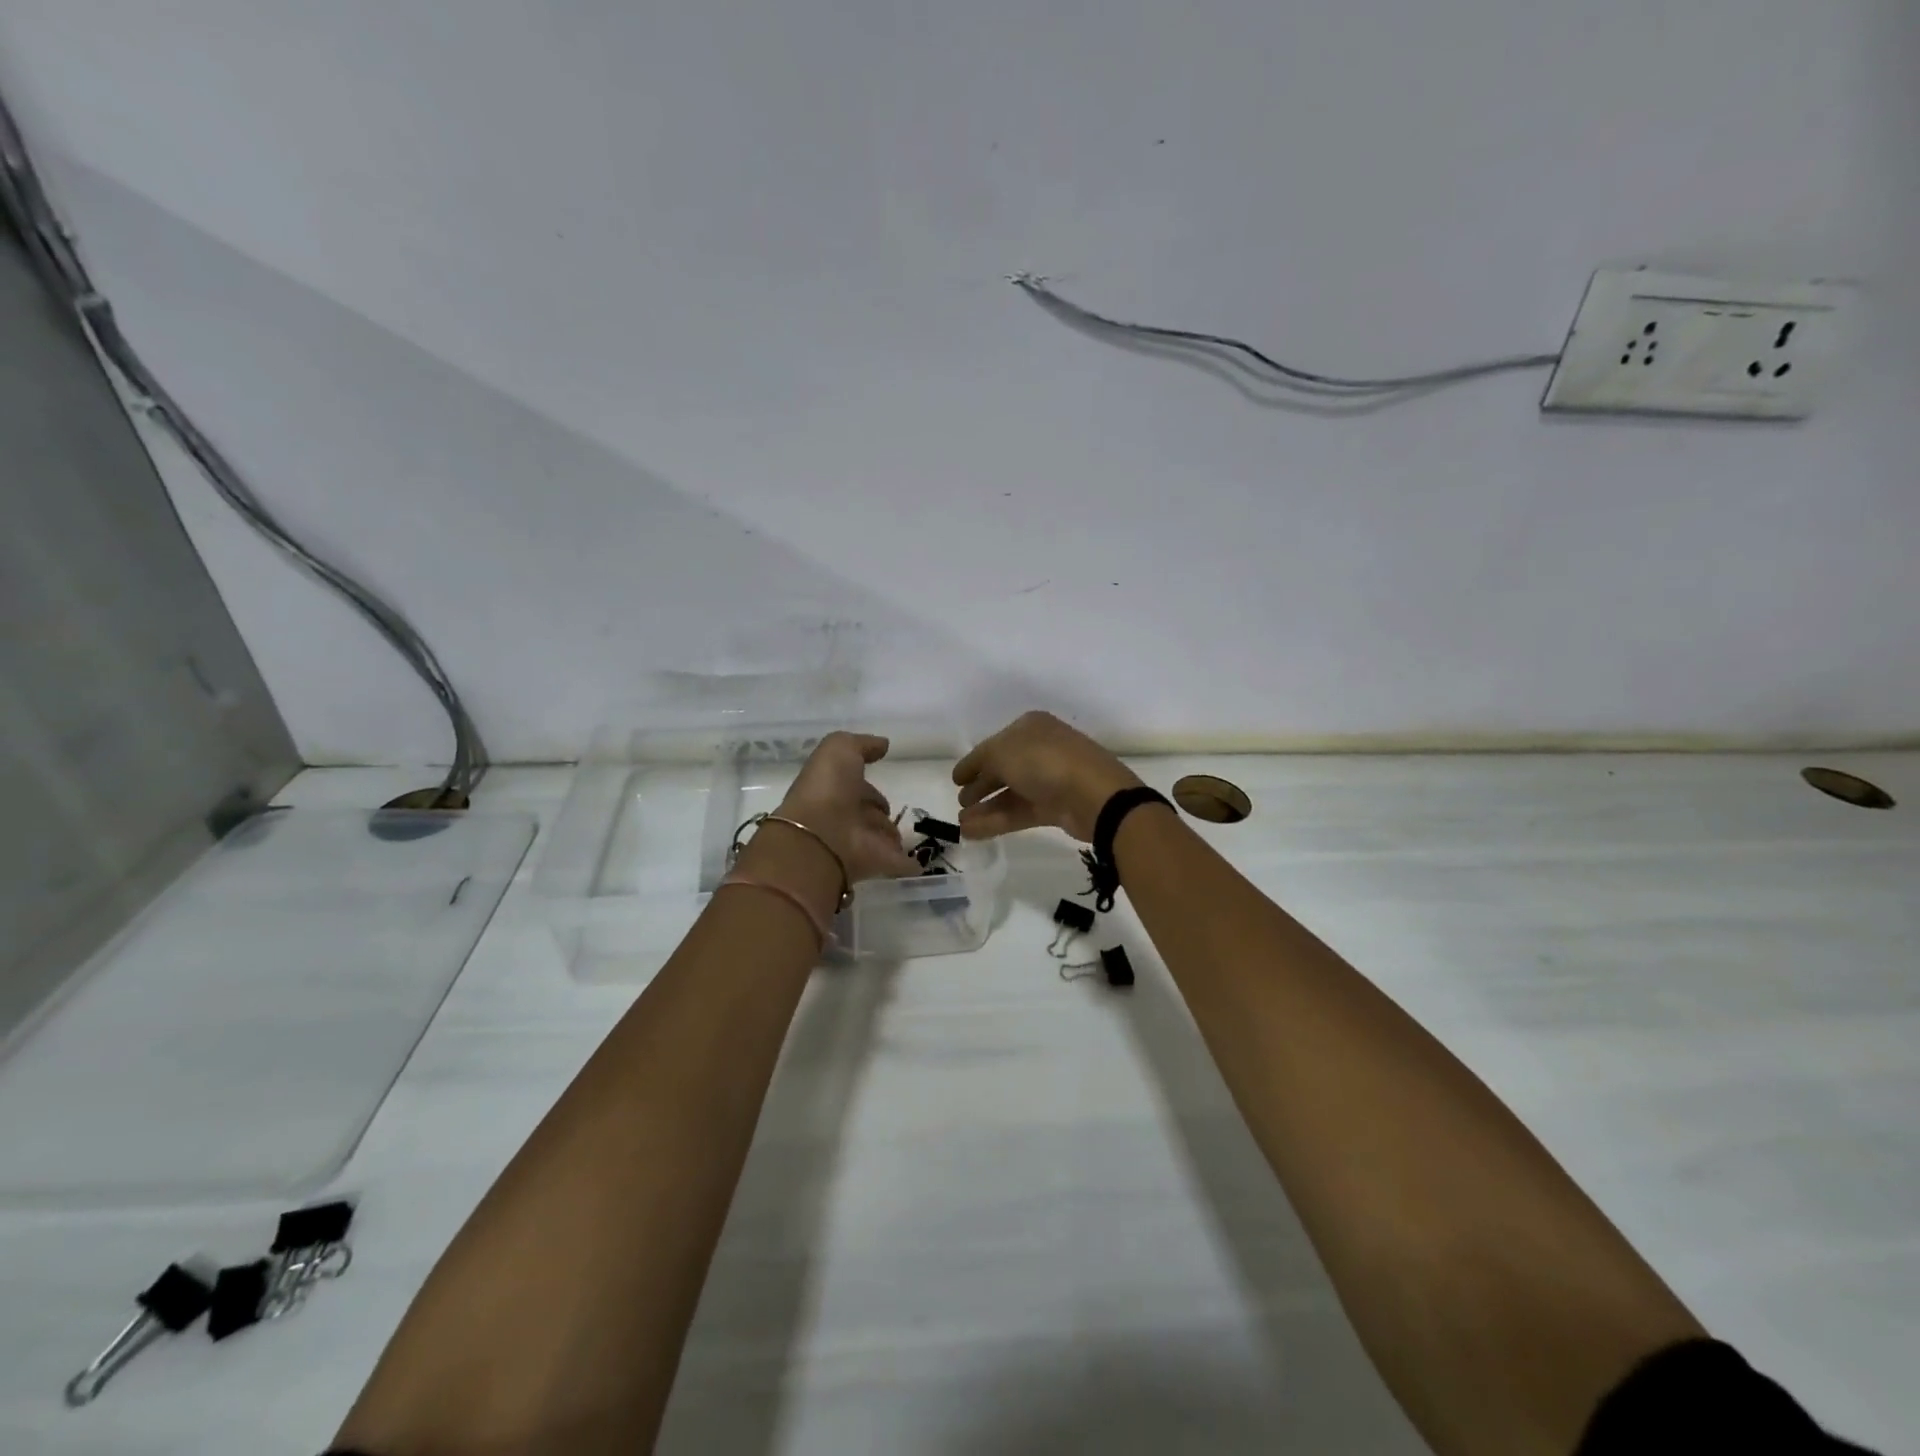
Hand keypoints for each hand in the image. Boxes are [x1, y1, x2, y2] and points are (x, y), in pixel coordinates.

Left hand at [774, 732, 917, 882]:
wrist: (822, 837)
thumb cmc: (828, 788)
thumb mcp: (840, 749)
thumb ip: (862, 744)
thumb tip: (883, 744)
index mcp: (834, 790)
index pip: (855, 786)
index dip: (865, 785)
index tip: (879, 781)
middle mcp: (844, 817)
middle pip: (867, 814)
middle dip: (878, 812)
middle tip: (889, 812)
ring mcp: (859, 843)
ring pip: (880, 838)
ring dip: (890, 837)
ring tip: (903, 837)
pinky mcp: (876, 864)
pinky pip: (897, 863)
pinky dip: (908, 864)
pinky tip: (919, 864)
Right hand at [952, 711, 1142, 842]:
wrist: (1094, 795)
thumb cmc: (1044, 762)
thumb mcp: (1001, 752)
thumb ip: (980, 762)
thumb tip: (972, 776)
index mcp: (1031, 727)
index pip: (995, 744)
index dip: (974, 761)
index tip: (956, 779)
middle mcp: (1041, 750)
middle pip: (1004, 768)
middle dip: (980, 786)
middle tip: (961, 801)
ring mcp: (1050, 779)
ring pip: (1011, 793)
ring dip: (985, 807)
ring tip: (962, 824)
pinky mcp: (1056, 807)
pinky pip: (1020, 812)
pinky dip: (997, 821)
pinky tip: (974, 832)